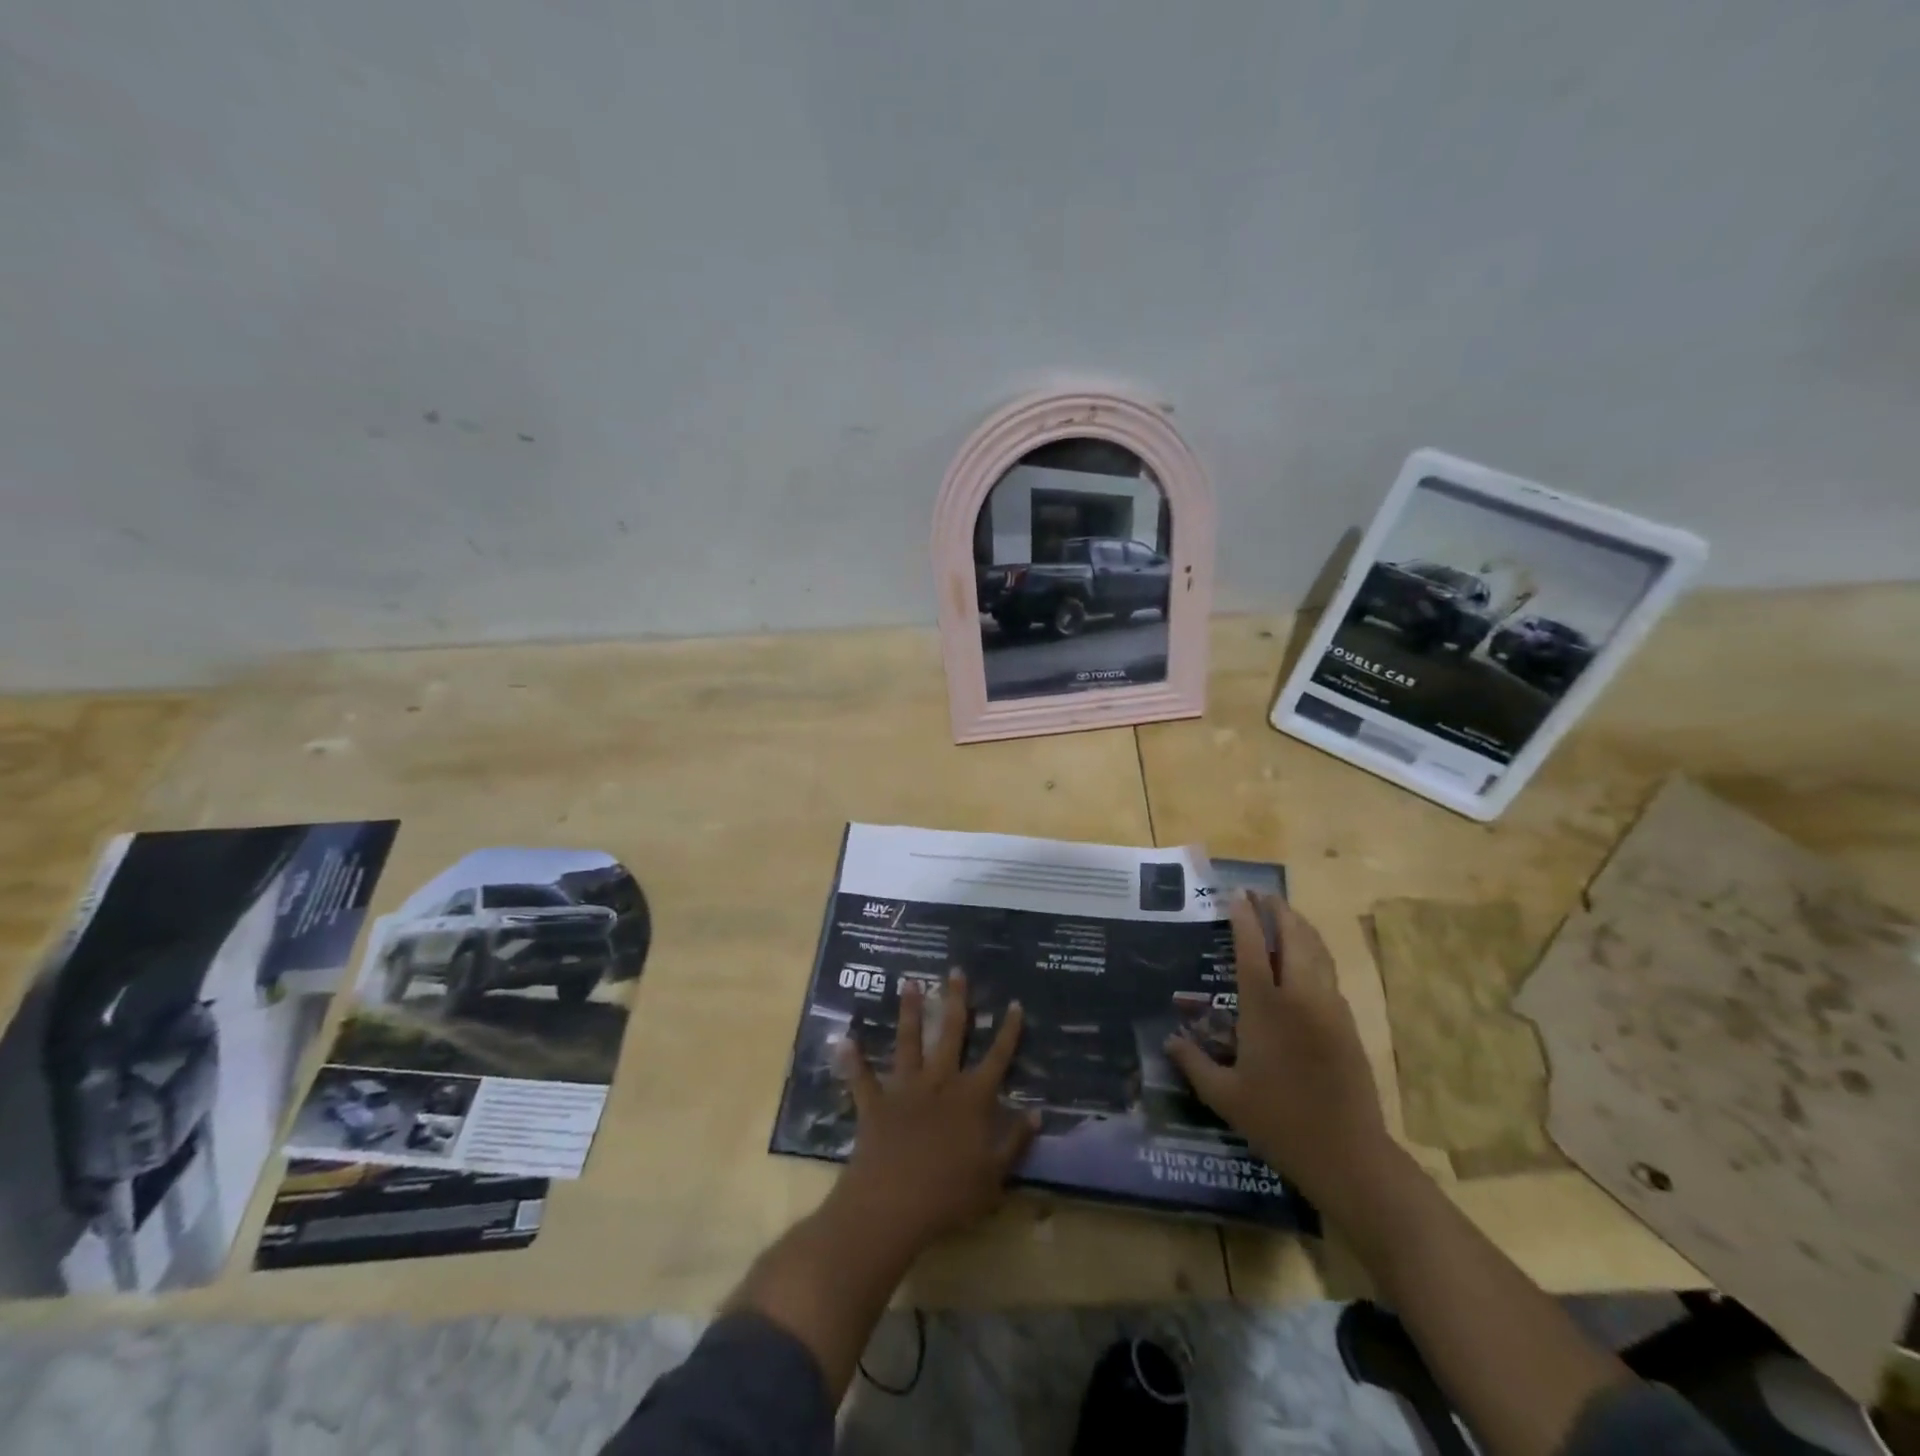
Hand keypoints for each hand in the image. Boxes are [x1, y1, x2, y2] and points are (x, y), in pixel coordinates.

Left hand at [832, 970, 1038, 1256]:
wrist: (893, 1205)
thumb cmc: (950, 1195)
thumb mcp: (995, 1175)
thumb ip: (1015, 1141)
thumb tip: (1037, 1112)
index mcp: (972, 1098)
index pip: (997, 1057)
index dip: (1008, 1030)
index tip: (1014, 1003)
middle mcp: (940, 1082)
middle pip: (950, 1033)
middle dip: (955, 1000)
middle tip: (955, 971)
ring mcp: (905, 1089)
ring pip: (909, 1041)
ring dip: (909, 1011)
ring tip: (909, 983)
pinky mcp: (875, 1103)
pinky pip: (862, 1077)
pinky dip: (853, 1059)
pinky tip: (845, 1039)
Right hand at [1165, 891, 1391, 1207]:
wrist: (1349, 1155)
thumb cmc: (1279, 1122)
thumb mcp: (1224, 1096)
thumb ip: (1193, 1063)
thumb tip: (1169, 1040)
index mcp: (1266, 1008)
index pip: (1252, 948)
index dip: (1244, 917)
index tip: (1235, 894)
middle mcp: (1300, 997)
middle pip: (1293, 937)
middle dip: (1277, 910)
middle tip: (1260, 895)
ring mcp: (1329, 1008)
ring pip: (1317, 951)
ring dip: (1299, 926)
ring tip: (1283, 913)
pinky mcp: (1347, 1023)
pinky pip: (1329, 972)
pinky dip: (1314, 951)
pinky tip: (1304, 958)